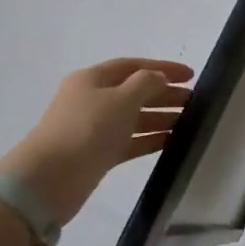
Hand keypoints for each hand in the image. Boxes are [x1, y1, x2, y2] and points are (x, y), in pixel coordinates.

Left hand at [0, 58, 194, 226]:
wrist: (49, 180)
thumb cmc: (87, 130)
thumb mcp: (121, 99)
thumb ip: (146, 84)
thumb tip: (159, 78)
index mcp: (92, 79)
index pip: (133, 66)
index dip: (162, 68)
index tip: (191, 75)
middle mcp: (92, 100)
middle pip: (134, 91)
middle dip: (164, 94)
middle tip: (195, 101)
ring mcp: (93, 129)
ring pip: (134, 117)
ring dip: (161, 117)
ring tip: (190, 122)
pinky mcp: (97, 154)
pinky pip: (130, 141)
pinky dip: (150, 139)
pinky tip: (172, 141)